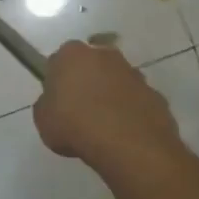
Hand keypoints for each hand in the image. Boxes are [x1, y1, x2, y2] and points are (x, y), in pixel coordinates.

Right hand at [33, 39, 183, 172]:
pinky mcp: (155, 93)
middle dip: (87, 81)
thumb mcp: (43, 119)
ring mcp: (134, 73)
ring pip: (116, 81)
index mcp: (71, 54)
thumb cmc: (75, 125)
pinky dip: (130, 111)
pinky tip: (124, 133)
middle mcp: (104, 54)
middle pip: (91, 65)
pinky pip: (136, 100)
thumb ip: (47, 105)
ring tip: (104, 126)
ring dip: (111, 95)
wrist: (128, 144)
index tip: (57, 100)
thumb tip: (57, 104)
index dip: (57, 80)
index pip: (59, 60)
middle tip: (80, 110)